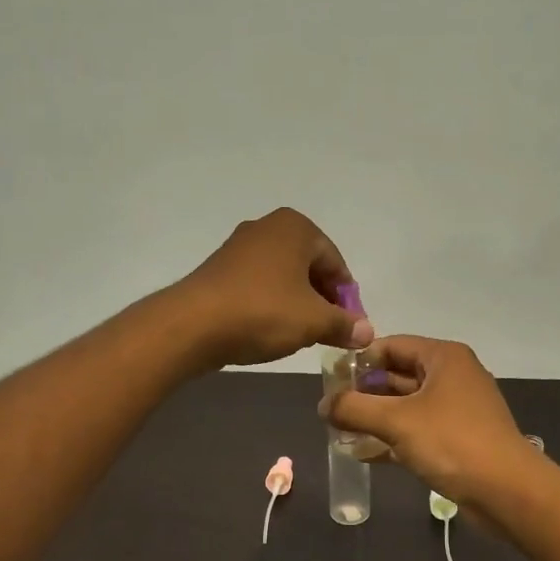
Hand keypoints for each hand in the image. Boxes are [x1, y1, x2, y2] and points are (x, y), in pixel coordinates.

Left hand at [175, 208, 373, 368]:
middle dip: (322, 298)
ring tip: (301, 333)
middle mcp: (267, 227)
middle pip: (309, 266)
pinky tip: (270, 328)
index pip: (336, 263)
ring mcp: (239, 246)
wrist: (192, 324)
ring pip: (283, 275)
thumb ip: (344, 324)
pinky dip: (271, 302)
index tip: (350, 327)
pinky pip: (258, 284)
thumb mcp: (313, 321)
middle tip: (328, 331)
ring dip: (297, 302)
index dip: (347, 298)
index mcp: (295, 227)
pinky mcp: (219, 268)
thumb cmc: (263, 312)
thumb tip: (366, 331)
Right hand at [322, 335, 536, 507]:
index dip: (359, 360)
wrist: (508, 491)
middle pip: (398, 375)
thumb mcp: (396, 421)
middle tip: (331, 409)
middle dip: (364, 392)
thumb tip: (323, 405)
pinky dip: (393, 439)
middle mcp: (452, 376)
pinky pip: (417, 430)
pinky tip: (363, 454)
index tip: (330, 380)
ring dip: (375, 418)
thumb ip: (354, 408)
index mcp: (443, 358)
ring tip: (339, 432)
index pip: (392, 345)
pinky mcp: (458, 439)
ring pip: (406, 406)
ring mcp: (457, 409)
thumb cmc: (452, 442)